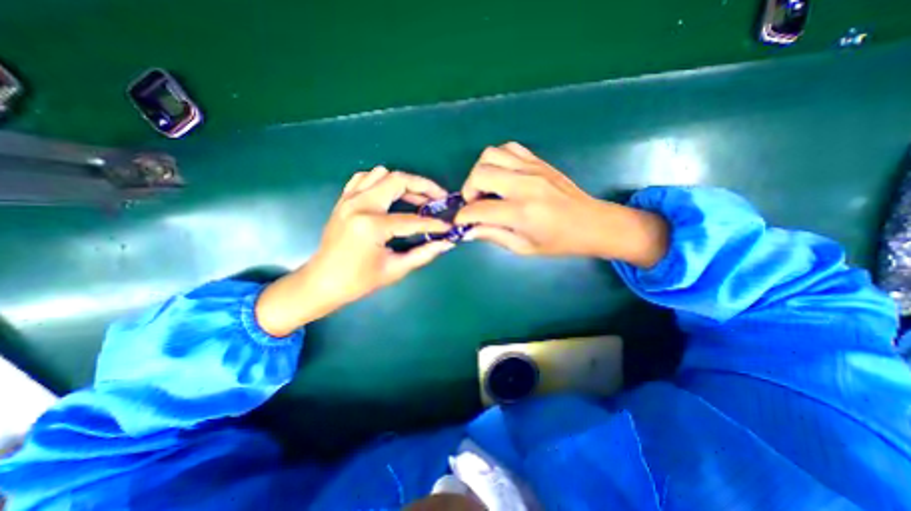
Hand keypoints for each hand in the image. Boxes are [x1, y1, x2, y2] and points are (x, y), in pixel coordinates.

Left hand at [253, 166, 452, 335]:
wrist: (322, 282)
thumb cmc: (358, 281)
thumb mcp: (395, 270)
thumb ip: (424, 254)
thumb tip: (446, 243)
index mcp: (371, 225)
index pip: (412, 220)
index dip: (434, 224)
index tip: (449, 226)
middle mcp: (359, 204)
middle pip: (398, 181)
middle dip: (424, 187)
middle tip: (439, 198)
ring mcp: (348, 199)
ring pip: (381, 174)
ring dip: (404, 183)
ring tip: (418, 199)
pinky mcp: (343, 200)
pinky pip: (365, 178)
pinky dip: (382, 181)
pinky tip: (391, 196)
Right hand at [456, 142, 667, 264]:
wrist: (592, 223)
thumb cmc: (559, 242)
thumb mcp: (524, 247)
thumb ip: (493, 235)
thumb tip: (469, 230)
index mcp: (522, 213)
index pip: (479, 209)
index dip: (463, 217)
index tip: (461, 222)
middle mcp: (524, 185)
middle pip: (480, 173)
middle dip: (468, 190)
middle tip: (475, 204)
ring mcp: (532, 169)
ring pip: (491, 154)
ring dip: (481, 171)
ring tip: (487, 188)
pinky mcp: (538, 161)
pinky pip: (509, 148)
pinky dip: (498, 159)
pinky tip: (502, 175)